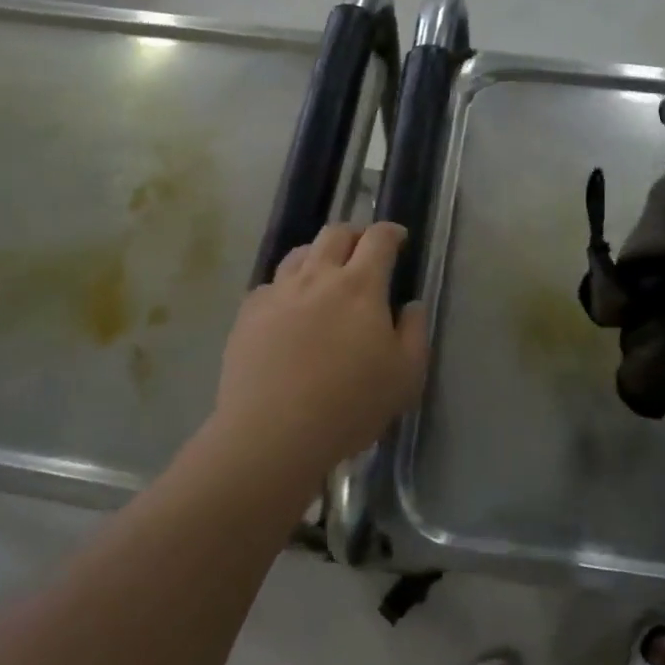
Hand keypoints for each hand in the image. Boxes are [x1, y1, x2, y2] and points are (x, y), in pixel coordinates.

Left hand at [210, 222, 429, 476]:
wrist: (273, 433)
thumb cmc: (350, 405)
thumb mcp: (405, 376)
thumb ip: (414, 332)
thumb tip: (411, 305)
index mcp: (360, 286)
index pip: (378, 239)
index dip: (391, 232)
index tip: (398, 238)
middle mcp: (318, 277)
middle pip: (335, 234)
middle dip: (354, 233)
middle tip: (363, 250)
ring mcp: (278, 293)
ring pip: (299, 253)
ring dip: (318, 254)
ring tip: (324, 273)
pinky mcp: (249, 314)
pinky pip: (270, 285)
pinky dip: (286, 287)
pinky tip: (288, 309)